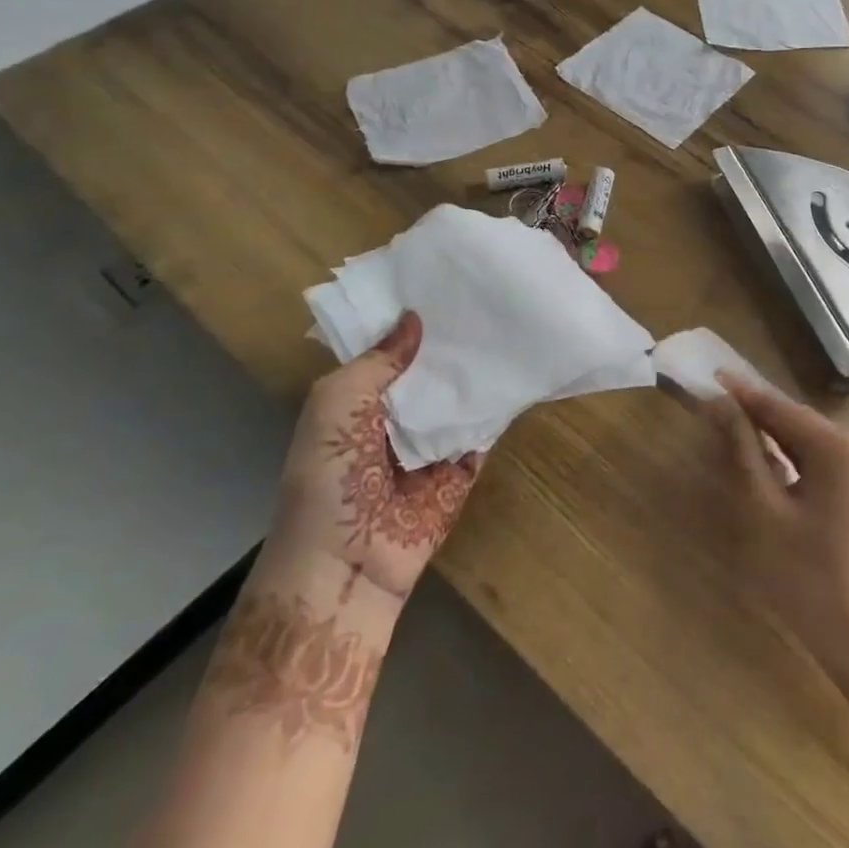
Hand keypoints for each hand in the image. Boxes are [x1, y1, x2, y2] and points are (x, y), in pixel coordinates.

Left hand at [271, 311, 484, 605]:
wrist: (348, 564)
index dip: (410, 322)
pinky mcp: (461, 469)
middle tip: (487, 298)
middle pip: (430, 372)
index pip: (389, 351)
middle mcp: (395, 417)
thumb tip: (415, 318)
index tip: (443, 283)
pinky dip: (498, 410)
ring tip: (510, 325)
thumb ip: (376, 362)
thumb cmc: (328, 478)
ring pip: (459, 399)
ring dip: (478, 373)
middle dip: (450, 343)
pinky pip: (483, 432)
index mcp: (358, 401)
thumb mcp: (336, 405)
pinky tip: (520, 375)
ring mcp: (431, 444)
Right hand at [705, 377, 848, 696]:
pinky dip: (795, 458)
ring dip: (774, 436)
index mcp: (838, 446)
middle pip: (797, 421)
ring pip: (810, 440)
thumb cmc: (808, 578)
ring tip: (733, 428)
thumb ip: (743, 452)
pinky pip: (824, 460)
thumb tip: (721, 406)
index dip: (741, 393)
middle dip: (757, 414)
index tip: (710, 375)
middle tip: (715, 406)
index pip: (779, 407)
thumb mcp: (764, 512)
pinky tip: (769, 463)